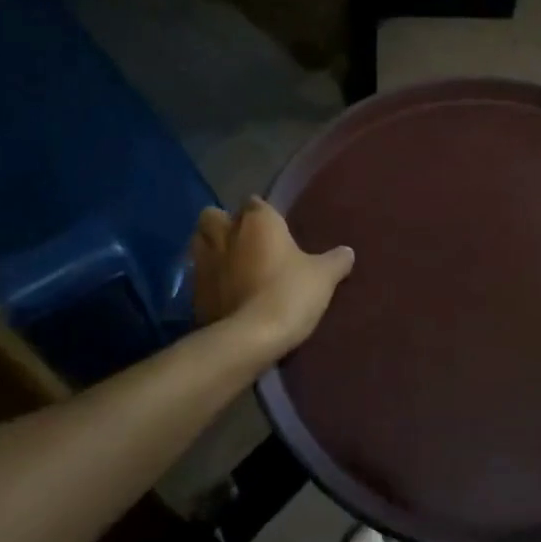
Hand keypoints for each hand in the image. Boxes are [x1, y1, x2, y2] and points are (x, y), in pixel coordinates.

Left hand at [190, 198, 354, 359]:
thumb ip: (336, 260)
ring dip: (211, 250)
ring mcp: (204, 263)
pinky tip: (224, 294)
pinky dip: (209, 282)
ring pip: (199, 244)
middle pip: (214, 216)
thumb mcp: (324, 277)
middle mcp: (225, 233)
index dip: (263, 214)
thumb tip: (347, 252)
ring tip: (230, 265)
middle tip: (244, 242)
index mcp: (257, 220)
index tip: (274, 228)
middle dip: (224, 224)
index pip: (255, 203)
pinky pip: (199, 277)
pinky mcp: (192, 293)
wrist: (250, 338)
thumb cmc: (289, 293)